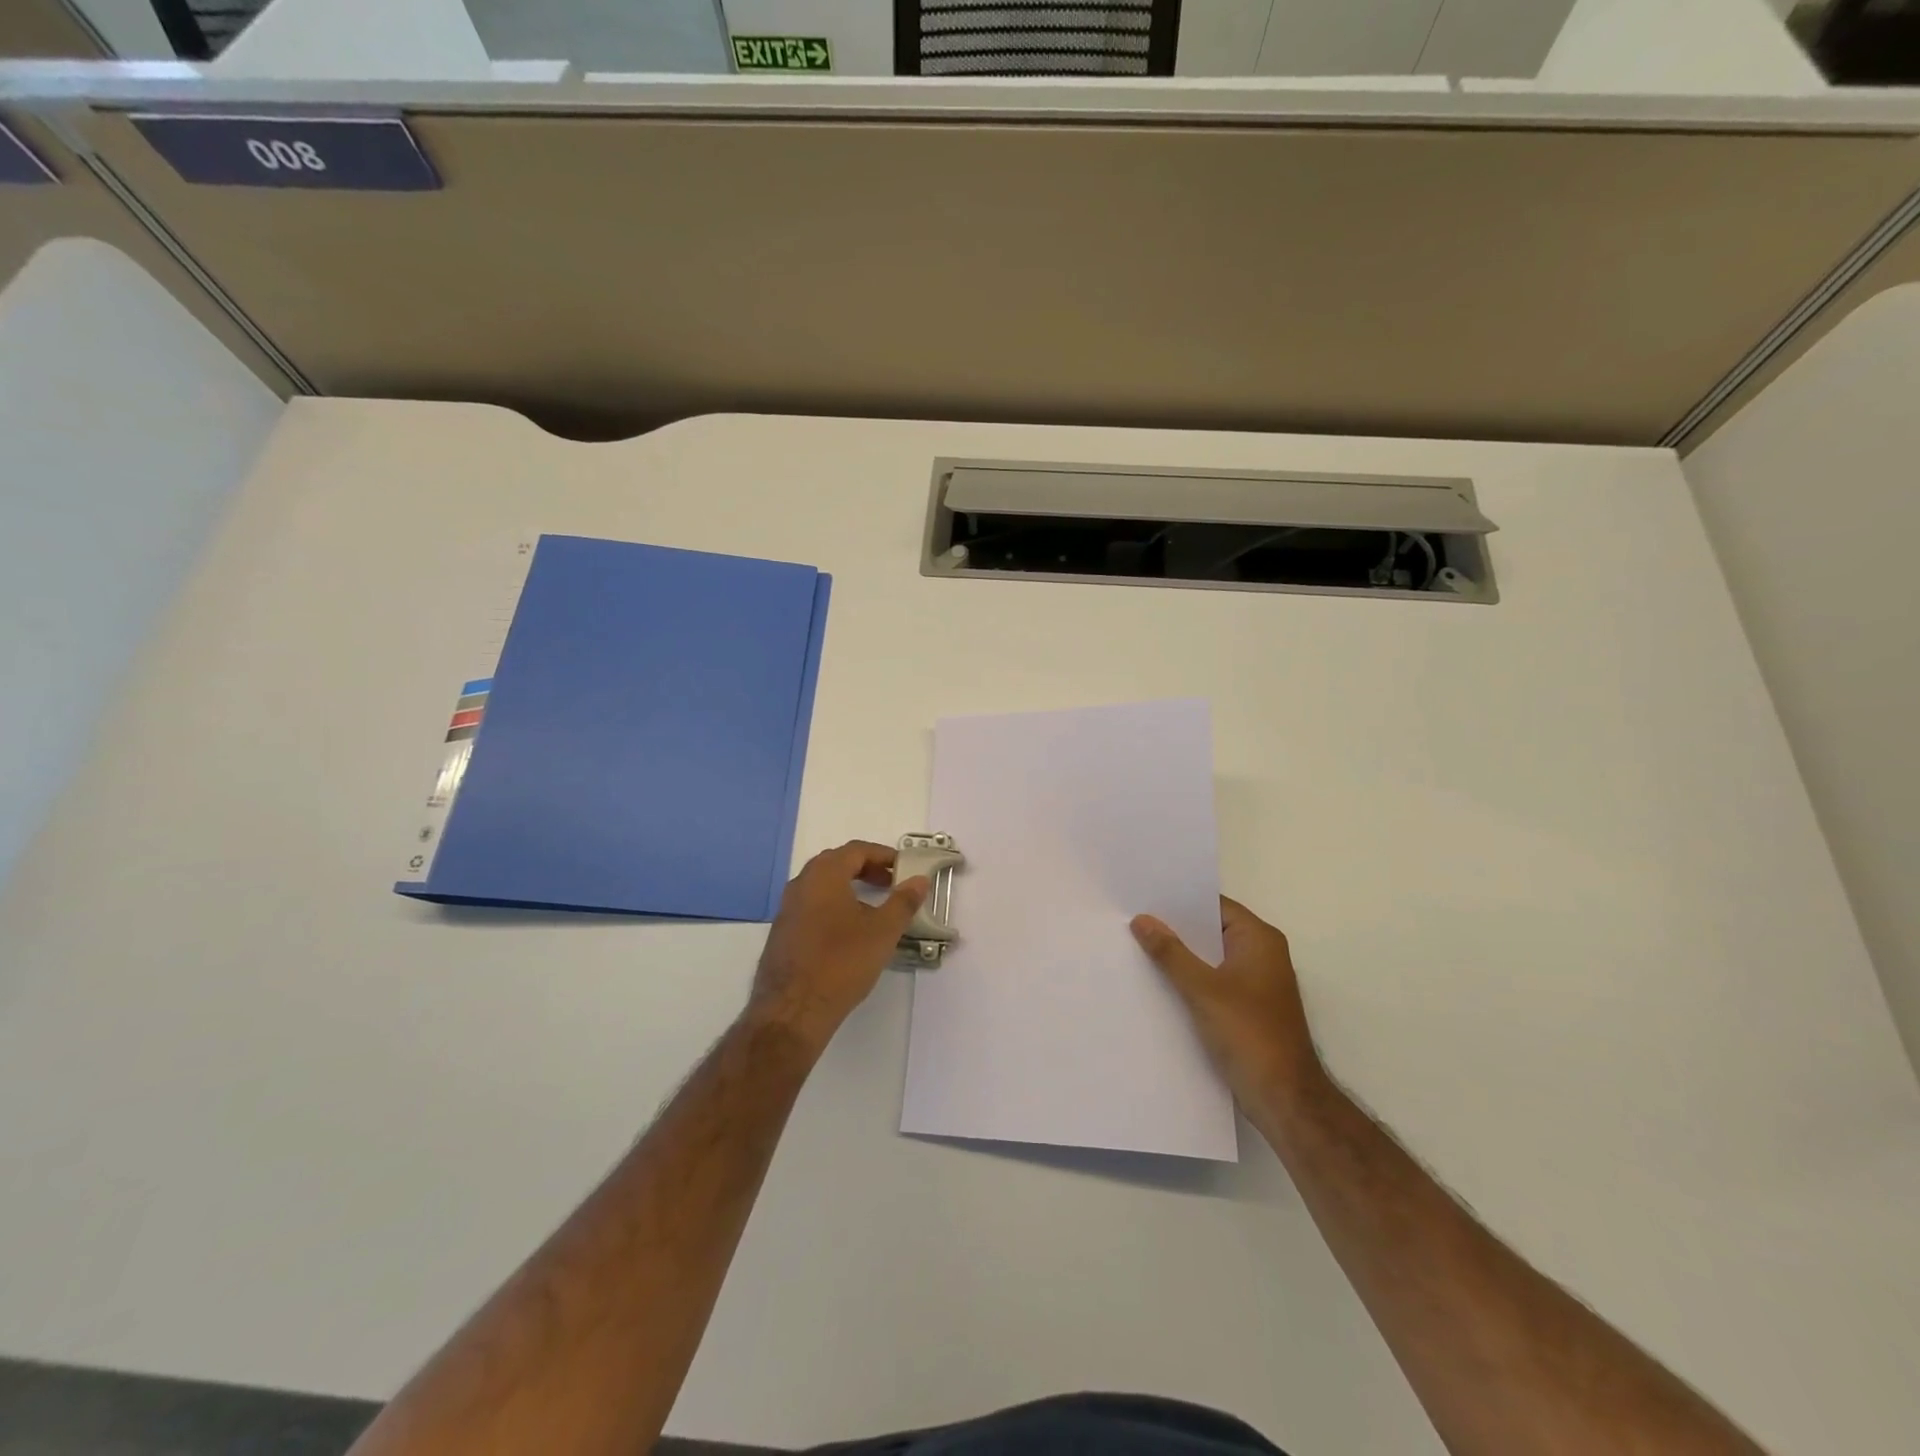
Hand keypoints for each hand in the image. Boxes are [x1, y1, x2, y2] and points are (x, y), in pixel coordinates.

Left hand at [749, 841, 929, 1051]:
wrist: (793, 1010)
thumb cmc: (842, 962)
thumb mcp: (883, 931)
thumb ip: (903, 902)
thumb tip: (918, 880)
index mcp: (823, 875)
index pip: (856, 850)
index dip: (882, 855)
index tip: (902, 867)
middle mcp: (801, 885)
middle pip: (836, 864)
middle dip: (866, 869)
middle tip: (890, 883)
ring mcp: (787, 910)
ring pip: (822, 887)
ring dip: (849, 889)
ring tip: (874, 908)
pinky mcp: (782, 933)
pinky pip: (812, 907)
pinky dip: (833, 907)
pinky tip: (848, 933)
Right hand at [1131, 897, 1323, 1099]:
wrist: (1284, 1099)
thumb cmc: (1249, 1034)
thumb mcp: (1203, 989)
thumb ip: (1171, 953)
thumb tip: (1142, 920)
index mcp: (1259, 940)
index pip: (1215, 906)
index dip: (1180, 900)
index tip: (1143, 896)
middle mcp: (1261, 955)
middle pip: (1211, 931)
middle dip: (1175, 929)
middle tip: (1132, 920)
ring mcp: (1255, 983)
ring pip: (1210, 959)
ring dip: (1180, 956)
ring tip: (1137, 947)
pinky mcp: (1246, 1009)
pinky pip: (1212, 982)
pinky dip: (1189, 980)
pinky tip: (1157, 983)